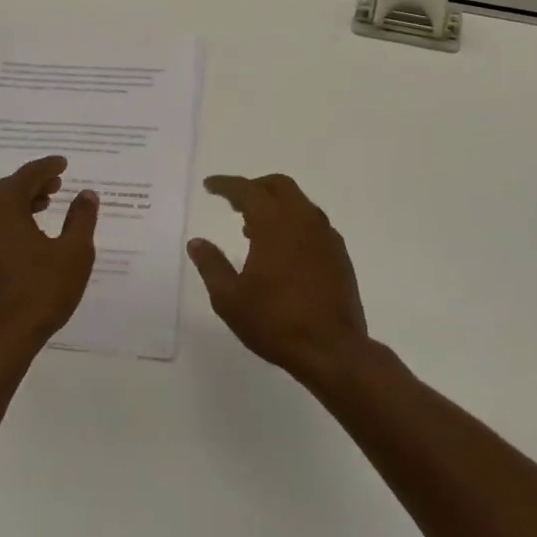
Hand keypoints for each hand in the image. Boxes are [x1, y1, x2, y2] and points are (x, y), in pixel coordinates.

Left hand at [0, 156, 99, 354]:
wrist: (1, 341)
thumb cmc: (40, 292)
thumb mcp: (73, 253)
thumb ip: (82, 218)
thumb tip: (86, 194)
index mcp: (2, 208)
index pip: (26, 175)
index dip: (47, 167)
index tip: (64, 164)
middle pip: (8, 188)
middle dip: (34, 183)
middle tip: (58, 183)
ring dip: (22, 201)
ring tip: (46, 204)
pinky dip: (10, 219)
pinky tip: (29, 232)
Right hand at [188, 173, 368, 382]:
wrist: (332, 350)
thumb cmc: (275, 322)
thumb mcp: (230, 298)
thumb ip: (211, 265)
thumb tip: (196, 243)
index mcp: (274, 223)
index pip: (247, 190)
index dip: (226, 185)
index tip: (209, 186)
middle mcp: (303, 220)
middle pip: (278, 185)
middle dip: (254, 187)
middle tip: (234, 202)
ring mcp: (325, 235)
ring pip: (299, 203)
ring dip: (275, 205)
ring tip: (253, 229)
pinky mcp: (339, 254)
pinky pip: (313, 223)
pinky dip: (294, 223)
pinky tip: (284, 249)